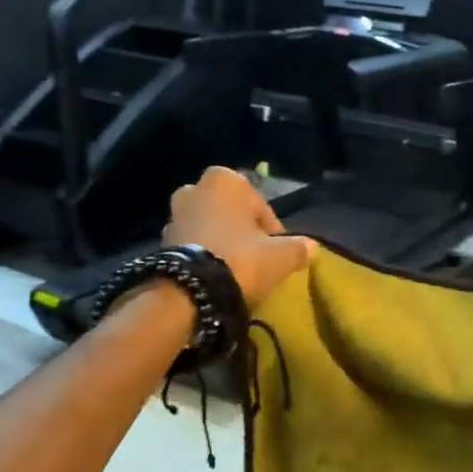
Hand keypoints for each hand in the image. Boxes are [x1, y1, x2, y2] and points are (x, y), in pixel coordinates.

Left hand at [163, 167, 315, 308]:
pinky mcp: (159, 241)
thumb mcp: (281, 255)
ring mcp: (173, 214)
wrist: (189, 291)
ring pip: (209, 226)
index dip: (272, 230)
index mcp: (226, 181)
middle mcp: (195, 188)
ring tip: (235, 270)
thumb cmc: (240, 258)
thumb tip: (312, 247)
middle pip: (231, 212)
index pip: (261, 206)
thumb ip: (299, 247)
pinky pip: (192, 244)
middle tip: (256, 257)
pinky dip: (203, 255)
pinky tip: (215, 276)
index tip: (276, 251)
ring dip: (221, 242)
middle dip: (242, 230)